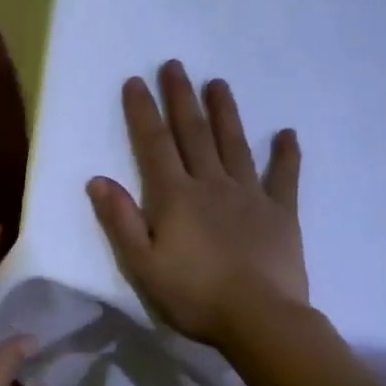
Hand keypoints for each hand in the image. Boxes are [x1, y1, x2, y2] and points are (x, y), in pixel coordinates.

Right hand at [87, 60, 308, 345]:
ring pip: (235, 144)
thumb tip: (98, 179)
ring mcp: (250, 195)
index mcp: (175, 196)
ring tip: (218, 83)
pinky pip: (284, 177)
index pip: (154, 144)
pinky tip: (287, 134)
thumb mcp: (142, 264)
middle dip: (181, 98)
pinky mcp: (281, 213)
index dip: (143, 111)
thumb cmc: (194, 295)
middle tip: (175, 66)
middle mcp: (211, 184)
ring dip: (225, 112)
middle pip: (194, 133)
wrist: (260, 320)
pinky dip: (286, 154)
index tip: (135, 81)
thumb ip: (121, 220)